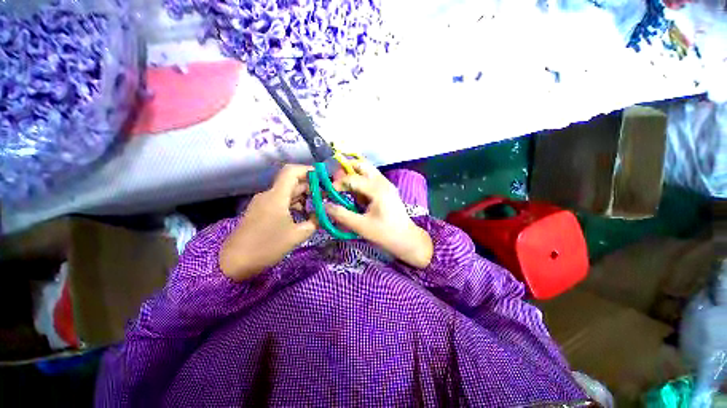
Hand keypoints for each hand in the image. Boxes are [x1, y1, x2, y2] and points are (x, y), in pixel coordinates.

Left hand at [220, 164, 316, 280]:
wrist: (233, 263)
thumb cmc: (267, 247)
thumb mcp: (297, 235)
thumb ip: (314, 222)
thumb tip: (325, 215)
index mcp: (277, 196)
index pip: (292, 172)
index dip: (308, 170)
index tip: (323, 178)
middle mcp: (269, 195)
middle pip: (292, 182)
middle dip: (311, 186)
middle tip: (327, 195)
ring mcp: (263, 203)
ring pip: (287, 192)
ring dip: (303, 197)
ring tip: (318, 206)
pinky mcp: (261, 211)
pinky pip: (281, 201)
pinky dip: (294, 204)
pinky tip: (304, 215)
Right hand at [327, 161, 432, 268]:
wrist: (407, 240)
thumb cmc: (386, 234)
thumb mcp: (361, 226)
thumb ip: (341, 215)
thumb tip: (324, 206)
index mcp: (377, 189)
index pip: (352, 178)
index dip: (337, 184)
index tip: (328, 194)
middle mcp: (383, 182)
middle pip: (362, 166)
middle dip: (346, 170)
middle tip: (334, 181)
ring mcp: (386, 185)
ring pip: (367, 171)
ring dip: (353, 175)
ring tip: (342, 187)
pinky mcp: (387, 190)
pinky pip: (371, 180)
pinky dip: (361, 183)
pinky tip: (355, 195)